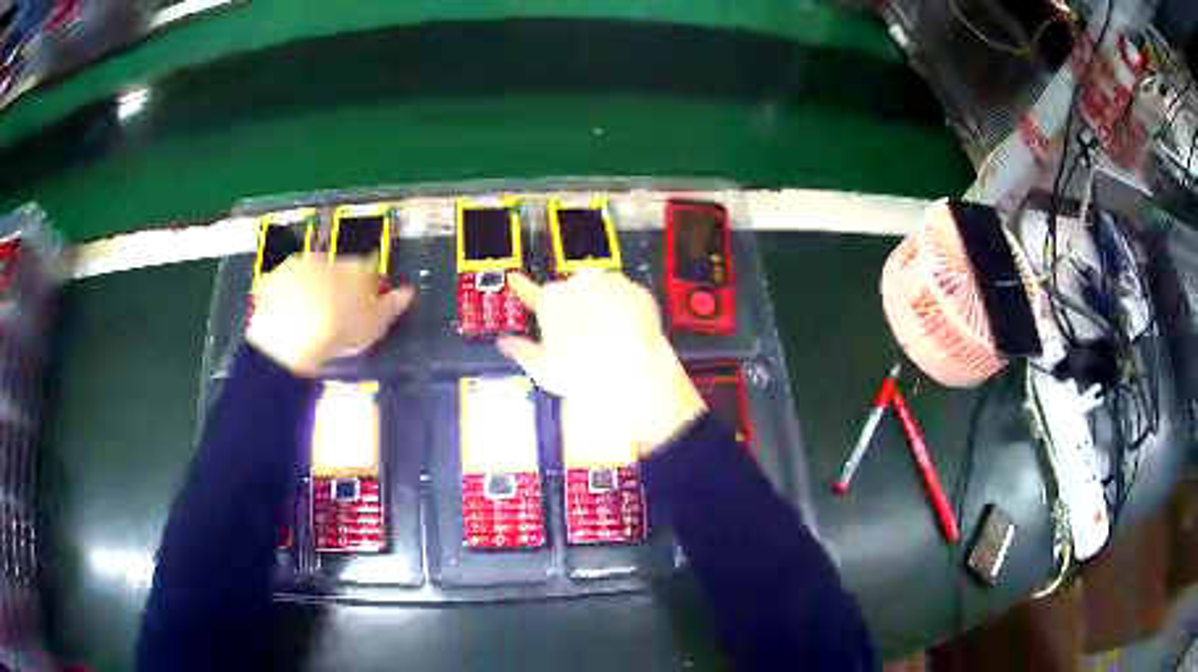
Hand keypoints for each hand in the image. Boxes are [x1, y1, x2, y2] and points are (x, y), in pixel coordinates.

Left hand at [246, 255, 413, 376]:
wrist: (291, 335)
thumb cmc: (340, 330)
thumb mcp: (375, 325)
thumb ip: (392, 306)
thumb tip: (408, 292)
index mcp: (357, 268)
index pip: (369, 268)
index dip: (369, 284)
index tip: (368, 301)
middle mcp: (329, 260)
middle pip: (338, 268)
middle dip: (338, 283)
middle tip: (337, 311)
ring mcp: (300, 266)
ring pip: (310, 273)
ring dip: (312, 287)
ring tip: (311, 317)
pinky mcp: (275, 278)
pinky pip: (284, 283)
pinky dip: (286, 295)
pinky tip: (288, 314)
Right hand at [498, 272, 705, 455]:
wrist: (634, 373)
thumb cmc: (583, 374)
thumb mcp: (543, 370)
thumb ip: (521, 351)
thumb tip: (505, 343)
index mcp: (550, 302)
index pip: (529, 291)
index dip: (520, 286)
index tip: (514, 278)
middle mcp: (577, 285)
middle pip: (568, 292)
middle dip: (571, 307)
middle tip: (580, 336)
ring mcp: (609, 284)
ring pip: (598, 289)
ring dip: (598, 303)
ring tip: (606, 335)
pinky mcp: (636, 291)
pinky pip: (626, 294)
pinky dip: (624, 306)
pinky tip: (626, 329)